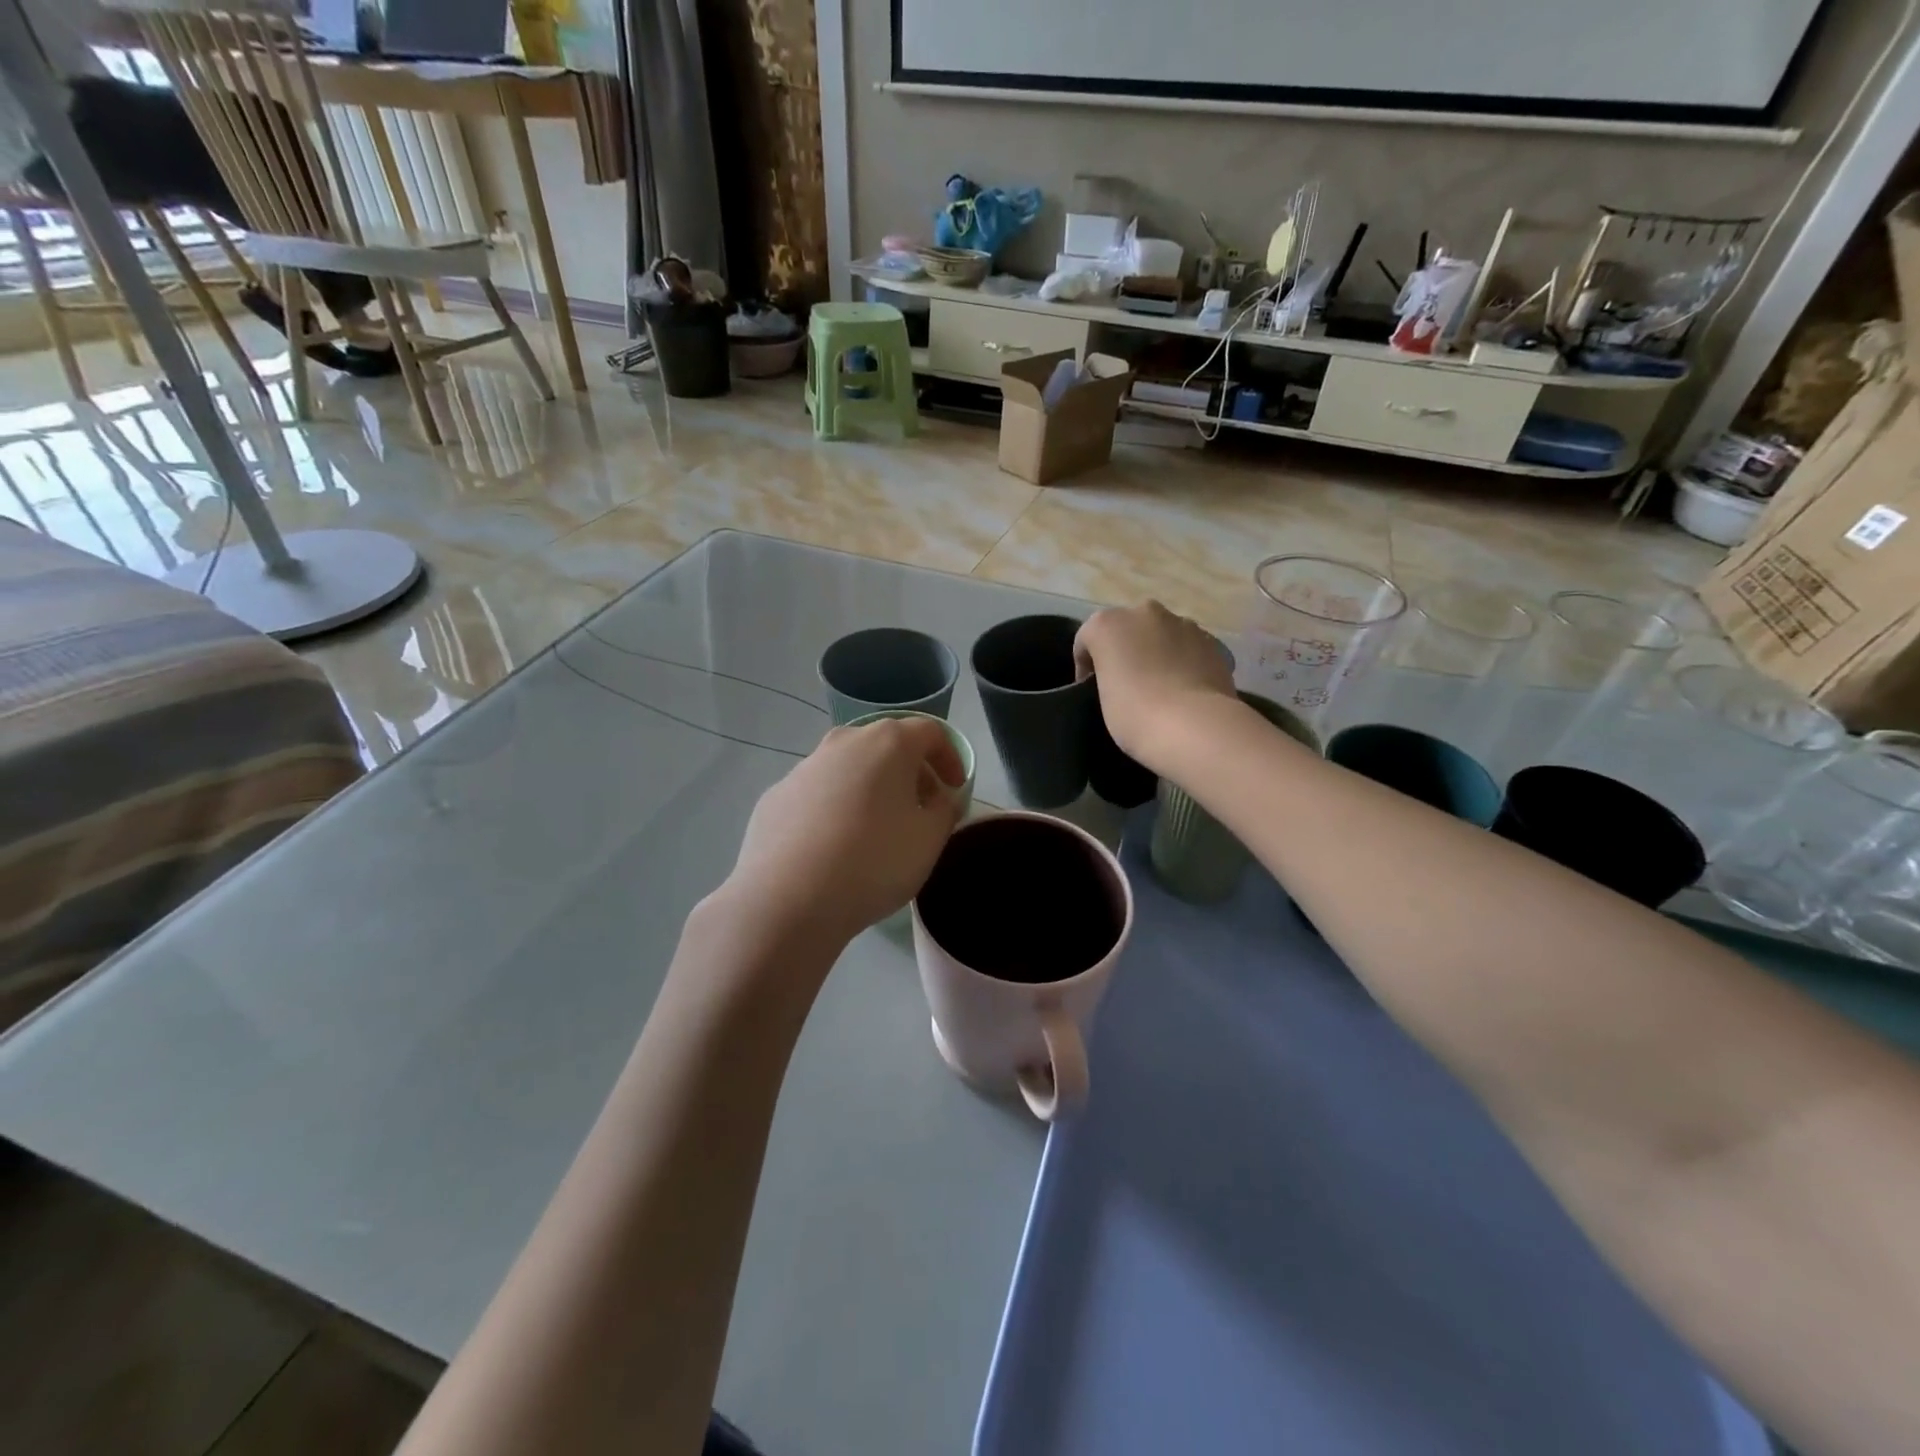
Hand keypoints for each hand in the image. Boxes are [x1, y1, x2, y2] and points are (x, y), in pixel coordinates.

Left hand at [724, 716, 966, 949]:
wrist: (787, 898)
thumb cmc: (873, 861)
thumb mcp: (929, 840)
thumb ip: (945, 810)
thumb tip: (941, 798)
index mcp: (888, 743)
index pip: (930, 732)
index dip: (950, 757)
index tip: (955, 789)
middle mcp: (844, 742)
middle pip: (887, 745)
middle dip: (910, 772)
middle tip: (921, 808)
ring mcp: (804, 767)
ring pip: (849, 767)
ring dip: (871, 788)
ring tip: (878, 830)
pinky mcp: (776, 795)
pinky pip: (818, 793)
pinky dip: (836, 807)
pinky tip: (835, 847)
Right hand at [1074, 602, 1236, 768]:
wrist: (1194, 727)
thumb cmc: (1135, 714)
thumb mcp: (1103, 698)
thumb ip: (1108, 676)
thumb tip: (1125, 678)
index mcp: (1108, 624)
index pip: (1087, 640)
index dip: (1086, 667)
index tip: (1091, 692)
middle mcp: (1145, 613)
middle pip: (1128, 629)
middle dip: (1126, 651)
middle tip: (1127, 684)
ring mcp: (1183, 624)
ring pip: (1161, 635)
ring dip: (1157, 653)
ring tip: (1160, 688)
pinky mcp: (1212, 641)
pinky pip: (1188, 648)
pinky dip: (1183, 662)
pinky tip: (1185, 690)